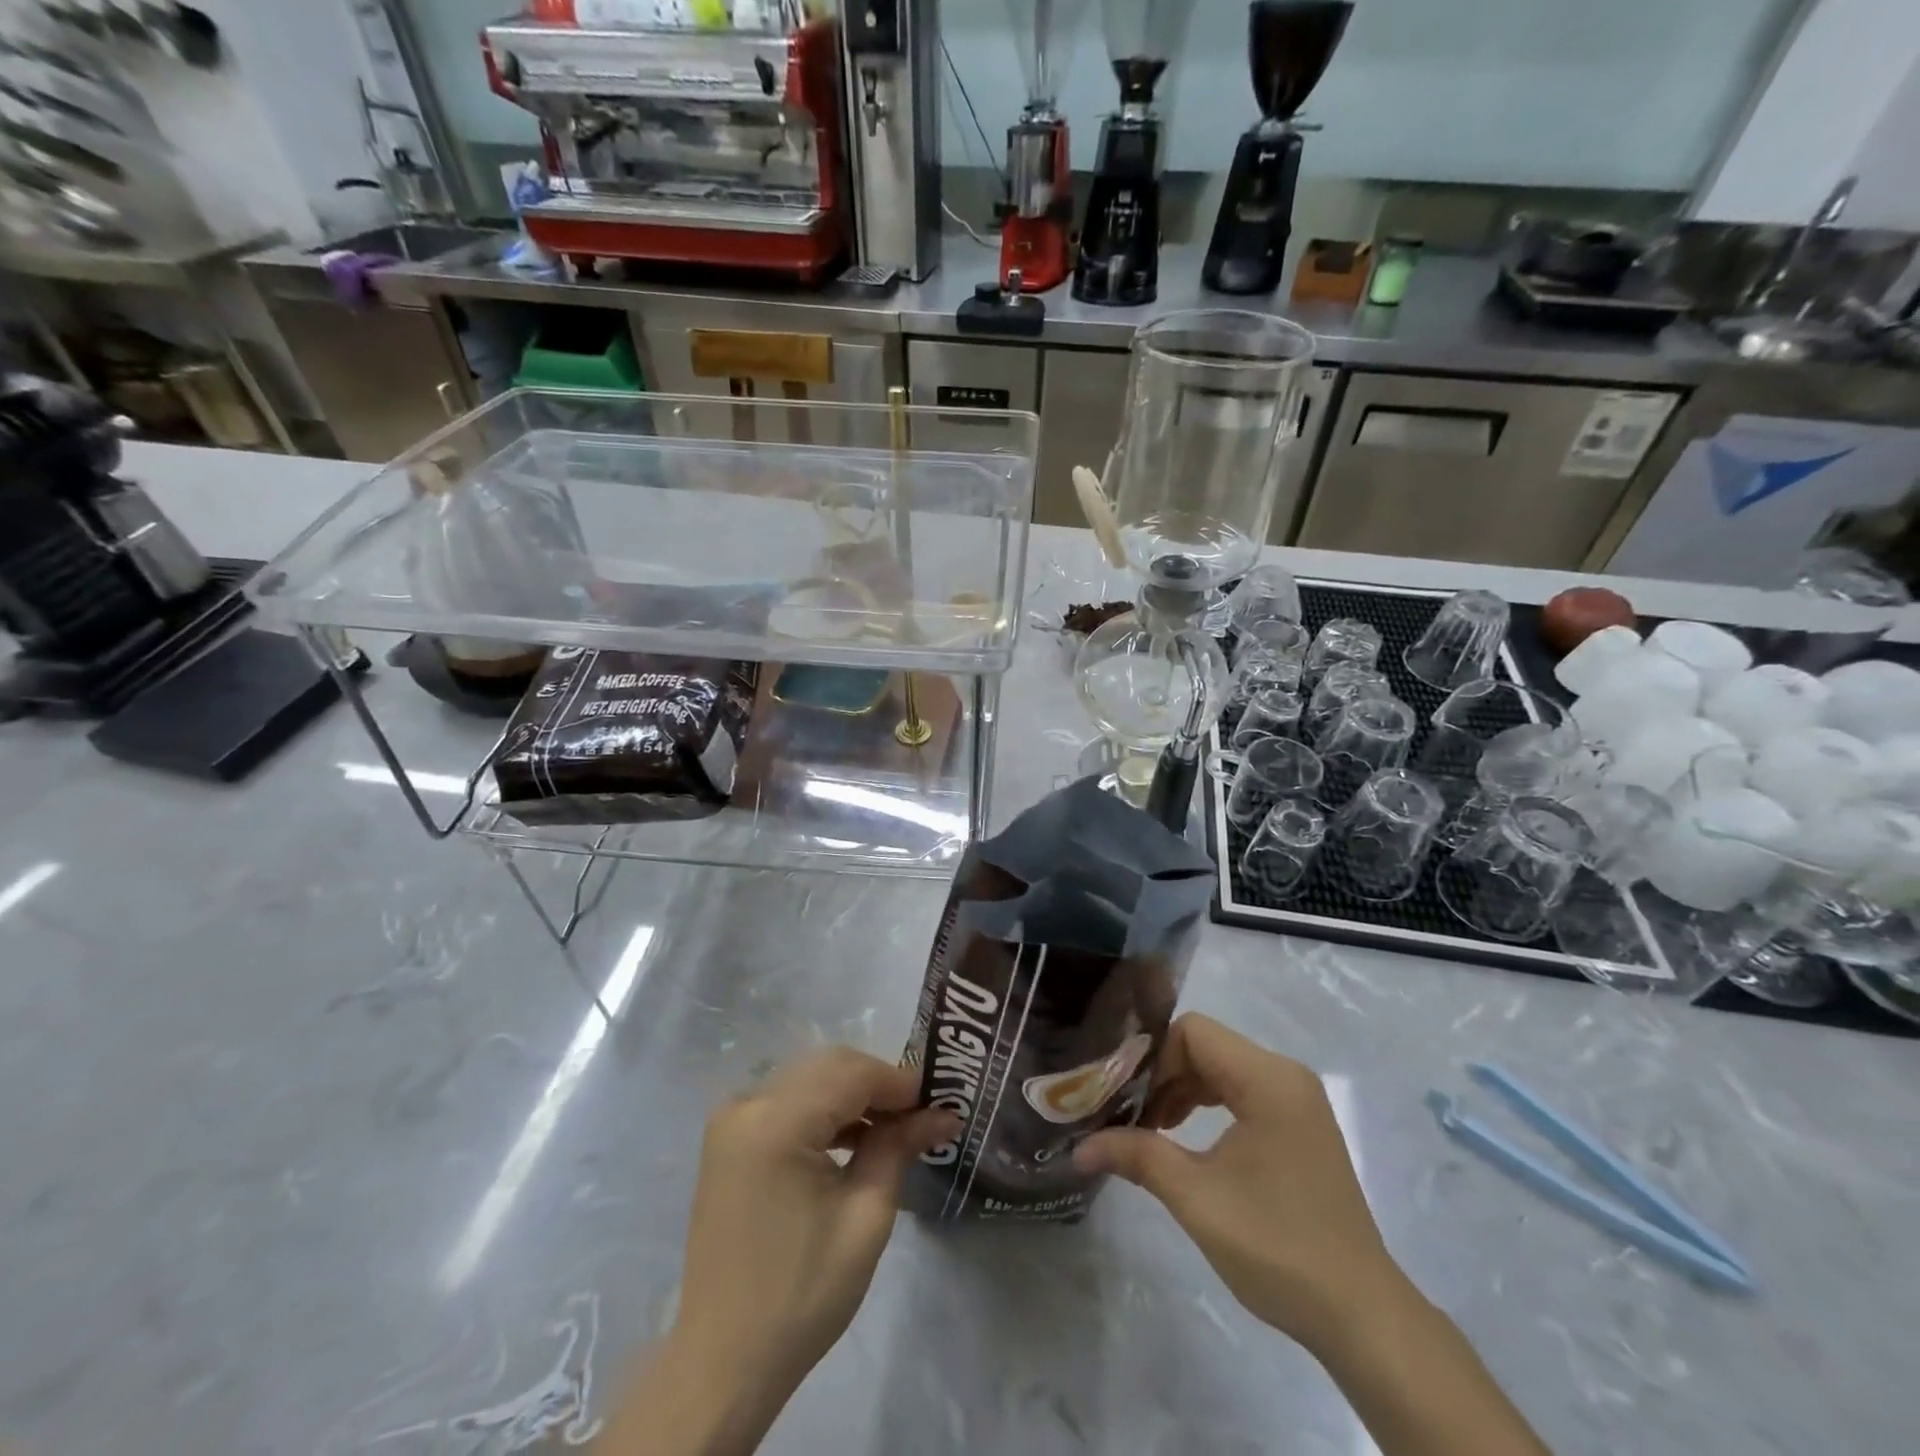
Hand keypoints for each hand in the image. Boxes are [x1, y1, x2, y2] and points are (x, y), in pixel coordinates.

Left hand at [668, 1047, 957, 1425]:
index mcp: (775, 1122)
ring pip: (810, 1078)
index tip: (940, 1100)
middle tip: (921, 1114)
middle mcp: (747, 1104)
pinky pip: (788, 1100)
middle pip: (828, 1066)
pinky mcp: (730, 1138)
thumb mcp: (865, 1218)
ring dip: (853, 1094)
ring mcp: (732, 1119)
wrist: (724, 1361)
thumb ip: (899, 1148)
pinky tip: (853, 1137)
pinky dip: (824, 1108)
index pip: (851, 1073)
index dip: (899, 1081)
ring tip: (894, 1128)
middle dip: (878, 1083)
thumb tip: (943, 1112)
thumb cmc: (802, 1295)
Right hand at [1073, 1013, 1406, 1354]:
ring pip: (1220, 1068)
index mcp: (1267, 1079)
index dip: (1151, 1058)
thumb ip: (1136, 1155)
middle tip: (1125, 1114)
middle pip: (1204, 1046)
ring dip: (1181, 1091)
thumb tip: (1078, 1147)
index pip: (1191, 1032)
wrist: (1361, 1316)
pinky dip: (1206, 1105)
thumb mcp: (1196, 1197)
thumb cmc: (1277, 1247)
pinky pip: (1240, 1092)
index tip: (1122, 1097)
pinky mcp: (1298, 1125)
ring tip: (1149, 1130)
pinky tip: (1183, 1139)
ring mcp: (1296, 1100)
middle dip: (1161, 1076)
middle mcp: (1285, 1075)